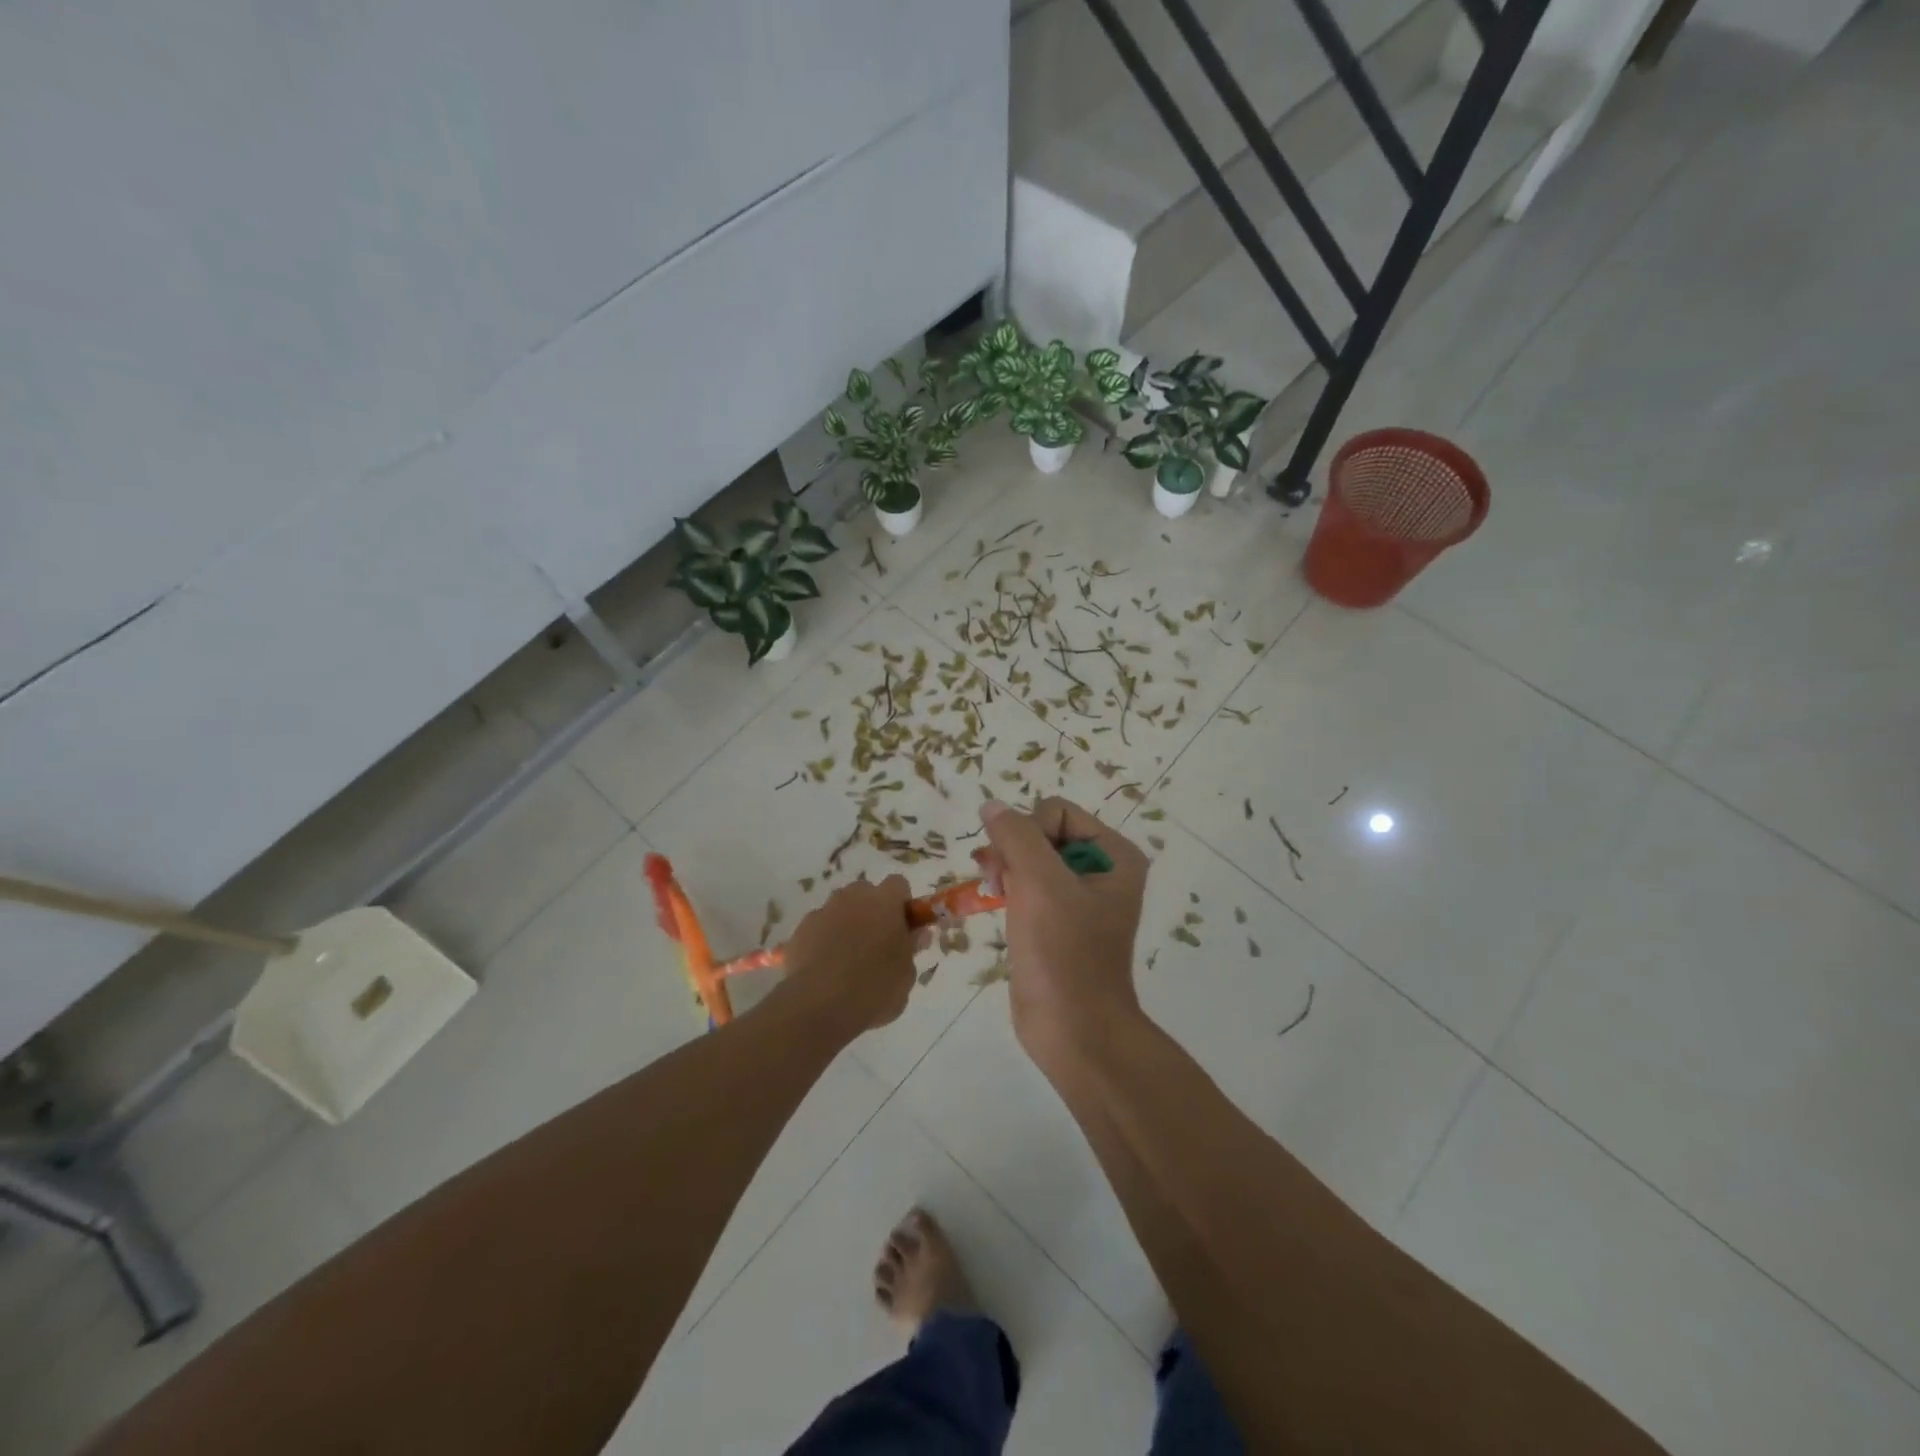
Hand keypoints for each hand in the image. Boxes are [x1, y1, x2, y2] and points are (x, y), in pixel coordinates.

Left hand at [779, 875, 919, 1036]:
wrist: (820, 1006)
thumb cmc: (874, 988)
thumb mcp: (906, 974)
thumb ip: (911, 948)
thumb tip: (916, 934)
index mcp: (884, 901)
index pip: (898, 885)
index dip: (902, 904)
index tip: (904, 927)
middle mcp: (852, 897)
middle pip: (865, 892)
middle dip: (872, 910)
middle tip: (877, 943)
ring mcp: (823, 911)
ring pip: (839, 908)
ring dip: (846, 923)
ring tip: (847, 959)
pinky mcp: (799, 930)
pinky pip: (817, 928)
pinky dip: (822, 940)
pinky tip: (824, 969)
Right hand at [976, 797, 1150, 1066]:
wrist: (1072, 1030)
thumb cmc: (1063, 953)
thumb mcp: (1040, 884)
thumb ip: (1015, 836)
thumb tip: (991, 805)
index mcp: (1115, 856)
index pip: (1057, 813)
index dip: (1028, 833)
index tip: (1015, 869)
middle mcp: (1102, 871)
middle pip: (1043, 832)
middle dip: (1014, 851)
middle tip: (997, 881)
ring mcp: (1079, 898)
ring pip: (1031, 859)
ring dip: (1008, 869)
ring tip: (994, 893)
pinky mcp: (1058, 922)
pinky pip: (1029, 886)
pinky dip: (1010, 889)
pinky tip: (998, 903)